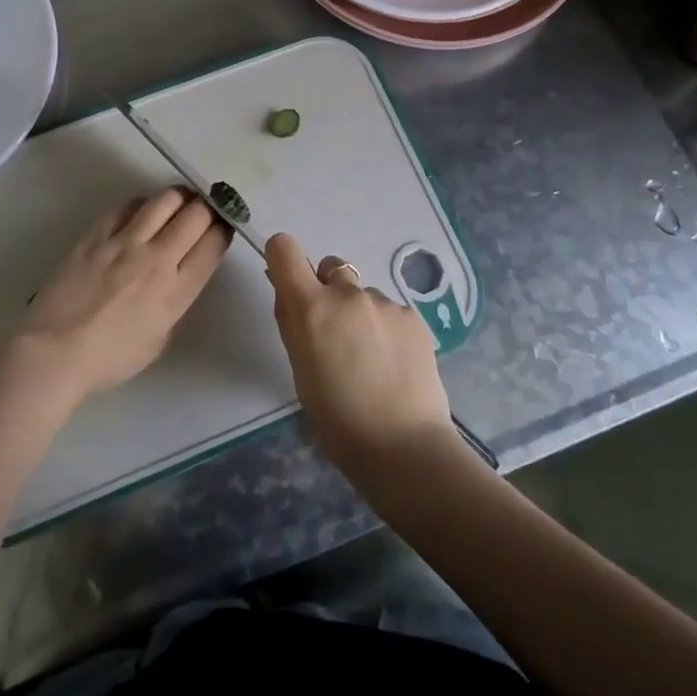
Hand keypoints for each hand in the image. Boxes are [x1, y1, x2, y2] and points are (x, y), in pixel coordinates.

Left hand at [11, 189, 229, 405]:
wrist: (54, 352)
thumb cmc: (109, 359)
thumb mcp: (159, 339)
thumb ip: (175, 303)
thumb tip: (178, 277)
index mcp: (177, 291)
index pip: (214, 244)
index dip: (224, 229)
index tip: (223, 226)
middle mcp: (157, 258)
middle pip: (197, 214)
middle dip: (208, 207)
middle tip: (205, 210)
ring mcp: (126, 241)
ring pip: (166, 199)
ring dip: (180, 198)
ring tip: (179, 203)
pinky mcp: (98, 233)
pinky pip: (128, 205)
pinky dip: (143, 205)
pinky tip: (141, 213)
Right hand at [264, 233, 456, 476]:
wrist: (404, 447)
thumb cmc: (337, 419)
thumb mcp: (300, 370)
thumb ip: (292, 323)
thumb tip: (286, 291)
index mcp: (311, 306)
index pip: (285, 248)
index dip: (283, 258)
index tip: (289, 283)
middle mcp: (346, 293)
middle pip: (330, 268)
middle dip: (328, 292)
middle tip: (336, 335)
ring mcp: (383, 302)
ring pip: (362, 294)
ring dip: (360, 314)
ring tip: (372, 359)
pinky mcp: (412, 316)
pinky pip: (390, 311)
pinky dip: (387, 329)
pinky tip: (394, 364)